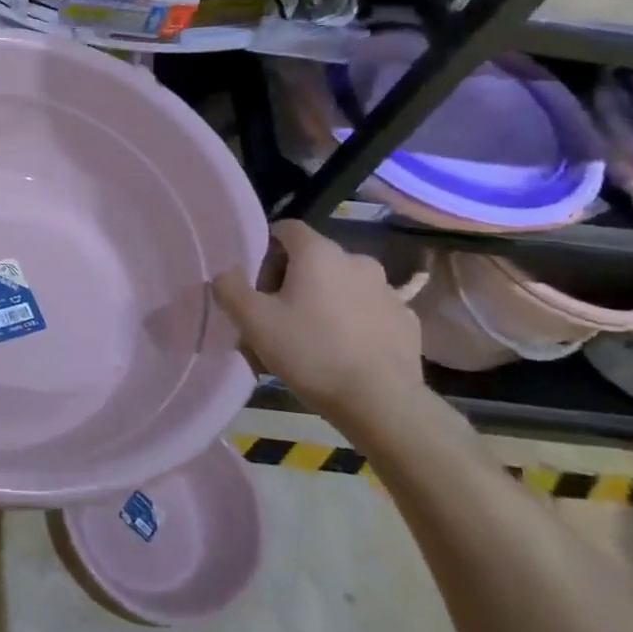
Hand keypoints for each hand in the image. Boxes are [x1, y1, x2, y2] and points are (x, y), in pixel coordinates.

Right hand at [212, 220, 424, 428]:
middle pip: (313, 259)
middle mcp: (357, 260)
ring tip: (309, 340)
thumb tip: (226, 274)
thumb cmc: (311, 352)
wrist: (382, 403)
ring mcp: (388, 291)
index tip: (256, 285)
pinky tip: (342, 352)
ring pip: (341, 286)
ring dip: (322, 302)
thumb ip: (230, 288)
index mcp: (319, 253)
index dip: (265, 251)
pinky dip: (351, 322)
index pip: (286, 229)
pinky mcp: (406, 321)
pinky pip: (367, 311)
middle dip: (291, 282)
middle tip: (276, 318)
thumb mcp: (253, 321)